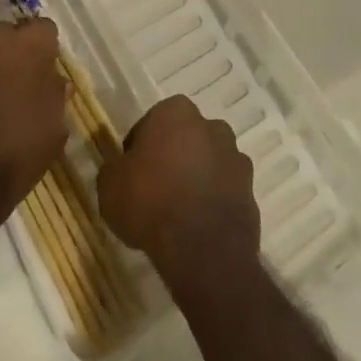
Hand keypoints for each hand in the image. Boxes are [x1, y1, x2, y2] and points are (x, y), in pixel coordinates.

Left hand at [0, 15, 68, 252]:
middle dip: (9, 51)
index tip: (41, 74)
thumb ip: (55, 94)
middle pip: (5, 31)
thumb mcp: (54, 130)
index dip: (43, 52)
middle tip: (9, 82)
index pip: (43, 30)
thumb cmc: (16, 156)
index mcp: (29, 45)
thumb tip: (54, 81)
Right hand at [98, 96, 258, 293]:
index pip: (152, 122)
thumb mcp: (109, 184)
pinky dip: (213, 201)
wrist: (202, 248)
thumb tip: (123, 169)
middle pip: (186, 138)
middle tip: (155, 188)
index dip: (140, 146)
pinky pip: (224, 190)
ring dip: (196, 178)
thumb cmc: (149, 202)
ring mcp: (236, 157)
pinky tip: (197, 225)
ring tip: (178, 211)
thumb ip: (115, 168)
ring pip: (208, 162)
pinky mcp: (251, 190)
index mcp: (176, 112)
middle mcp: (211, 126)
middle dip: (173, 157)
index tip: (132, 171)